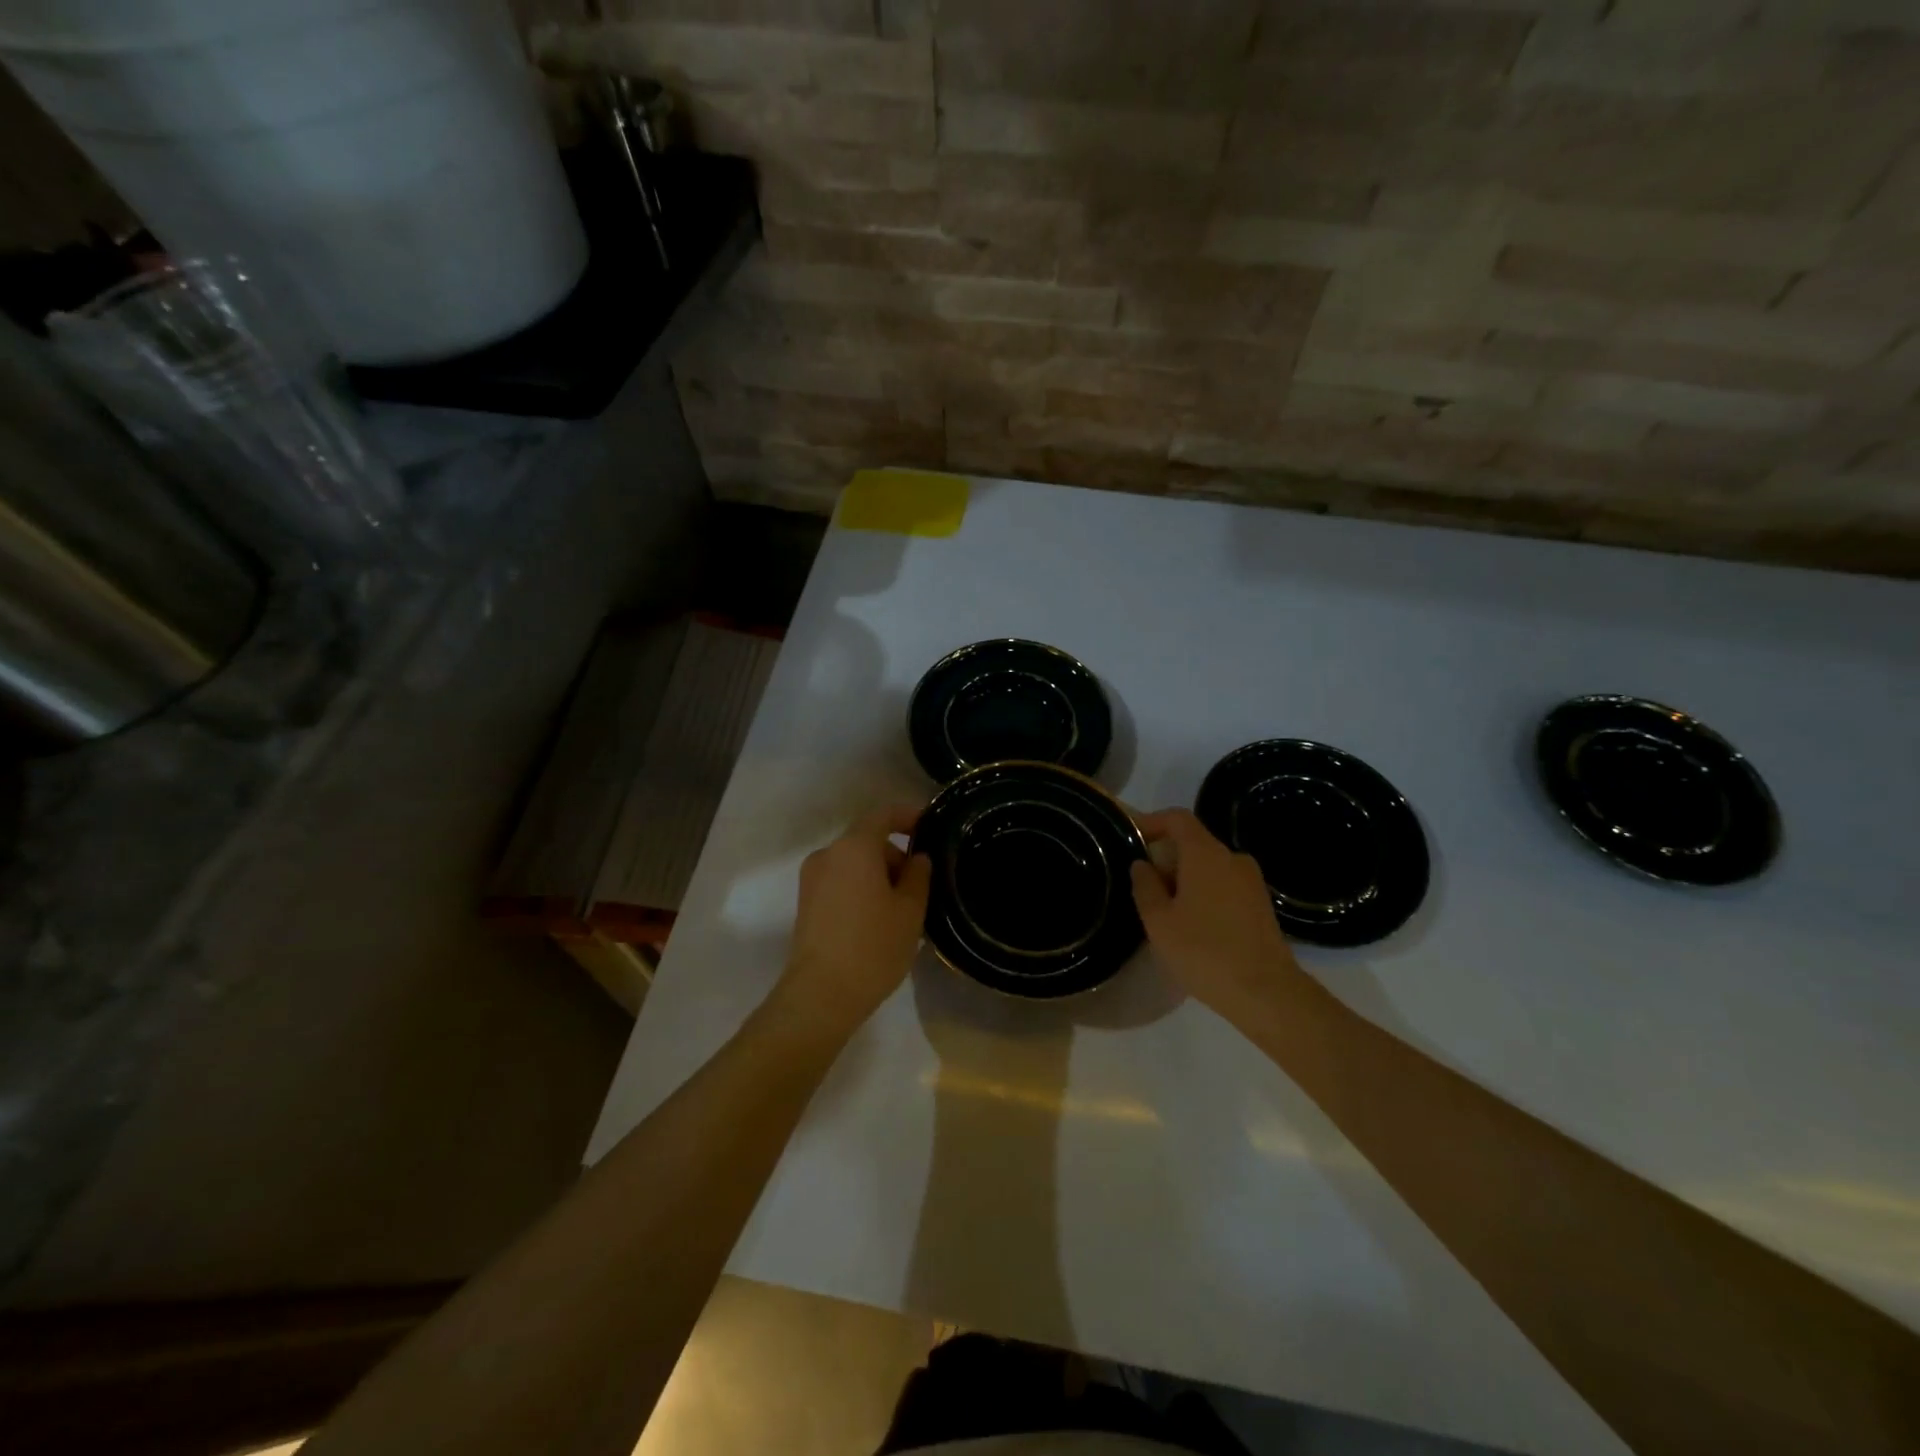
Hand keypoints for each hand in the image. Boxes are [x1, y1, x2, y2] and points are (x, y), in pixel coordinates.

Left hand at [771, 804, 931, 1042]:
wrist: (820, 995)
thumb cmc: (873, 946)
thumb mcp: (910, 910)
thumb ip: (918, 875)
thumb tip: (917, 858)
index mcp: (854, 847)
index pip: (883, 814)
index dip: (908, 816)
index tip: (929, 826)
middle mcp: (828, 854)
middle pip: (868, 841)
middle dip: (896, 856)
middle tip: (921, 886)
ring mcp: (812, 879)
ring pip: (854, 864)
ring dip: (879, 876)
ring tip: (902, 910)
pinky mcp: (805, 903)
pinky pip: (841, 882)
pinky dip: (861, 889)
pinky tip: (878, 921)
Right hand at [1130, 808, 1302, 1026]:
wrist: (1266, 993)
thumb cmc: (1204, 951)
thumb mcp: (1159, 921)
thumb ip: (1145, 886)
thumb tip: (1141, 864)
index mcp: (1205, 853)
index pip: (1177, 818)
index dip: (1152, 822)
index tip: (1132, 839)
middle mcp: (1232, 858)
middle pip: (1193, 843)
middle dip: (1165, 858)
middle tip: (1143, 887)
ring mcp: (1251, 881)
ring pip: (1209, 866)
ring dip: (1185, 879)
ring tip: (1165, 912)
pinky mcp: (1261, 904)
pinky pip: (1224, 885)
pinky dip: (1204, 893)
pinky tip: (1193, 926)